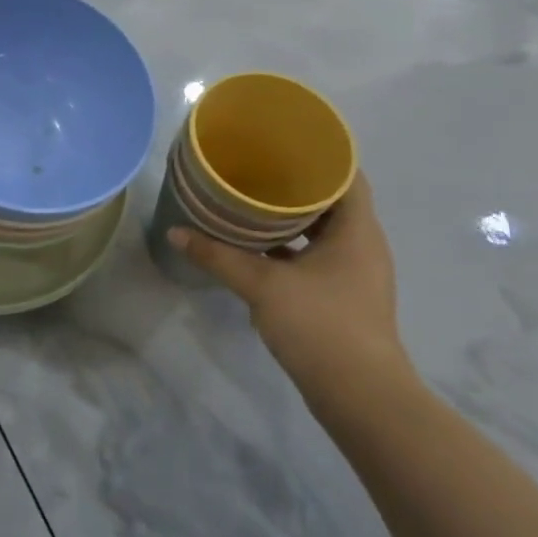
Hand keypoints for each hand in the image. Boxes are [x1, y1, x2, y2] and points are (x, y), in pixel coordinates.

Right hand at [170, 173, 413, 397]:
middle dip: (295, 182)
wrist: (360, 396)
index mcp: (357, 231)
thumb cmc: (320, 326)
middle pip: (332, 200)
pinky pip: (316, 255)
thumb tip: (175, 232)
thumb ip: (218, 256)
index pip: (347, 175)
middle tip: (254, 165)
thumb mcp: (262, 285)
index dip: (319, 153)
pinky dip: (290, 245)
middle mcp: (362, 246)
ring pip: (323, 230)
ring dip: (291, 216)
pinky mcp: (342, 296)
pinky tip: (256, 244)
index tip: (282, 140)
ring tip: (249, 199)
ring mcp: (354, 273)